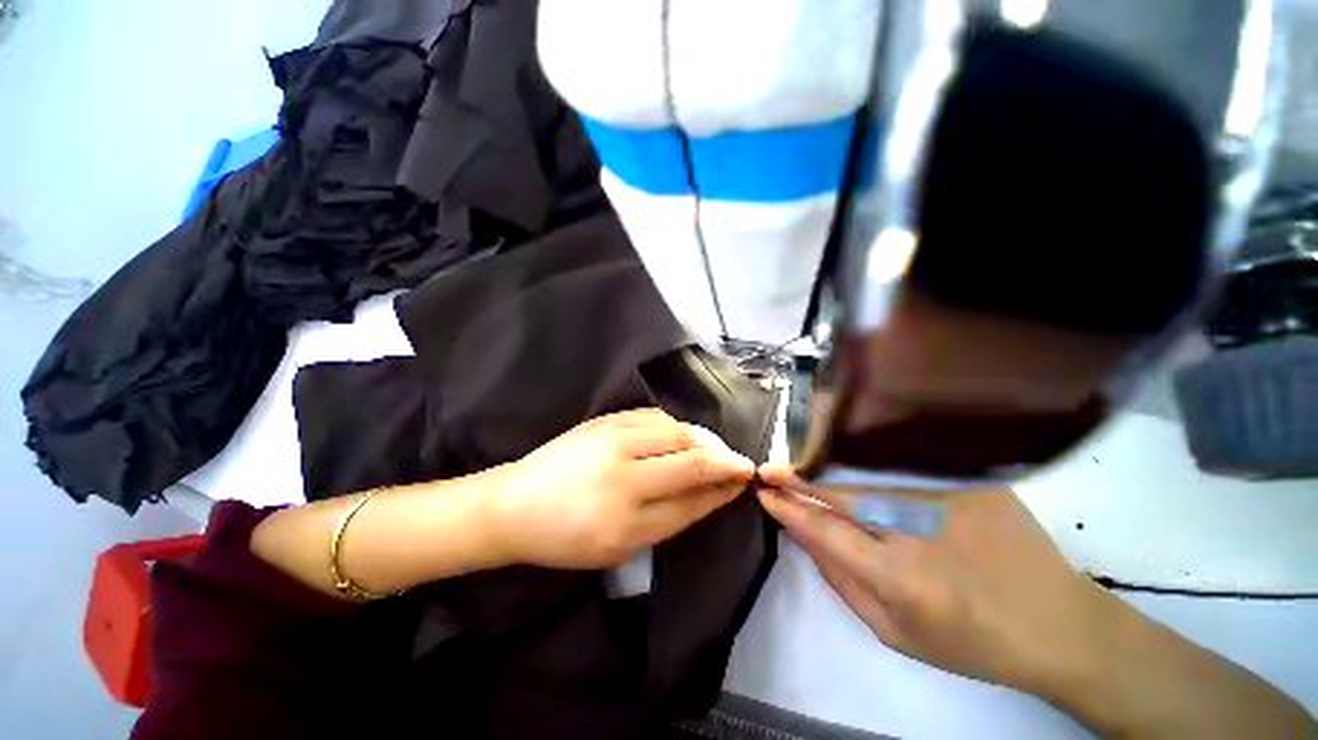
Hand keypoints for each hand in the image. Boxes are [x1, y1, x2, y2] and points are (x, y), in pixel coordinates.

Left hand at [489, 409, 756, 569]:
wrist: (515, 504)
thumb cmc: (564, 538)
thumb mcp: (618, 549)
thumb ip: (667, 519)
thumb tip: (707, 494)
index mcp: (626, 522)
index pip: (692, 499)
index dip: (723, 488)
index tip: (743, 480)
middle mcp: (624, 476)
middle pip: (691, 460)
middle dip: (725, 459)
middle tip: (740, 462)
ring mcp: (614, 440)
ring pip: (677, 432)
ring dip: (705, 439)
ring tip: (717, 448)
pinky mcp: (606, 420)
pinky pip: (655, 416)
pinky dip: (678, 425)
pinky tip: (685, 434)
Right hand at [756, 467, 1111, 697]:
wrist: (1059, 624)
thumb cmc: (971, 641)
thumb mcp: (895, 633)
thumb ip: (840, 580)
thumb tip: (803, 535)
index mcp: (900, 577)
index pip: (824, 530)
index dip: (789, 508)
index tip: (764, 492)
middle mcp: (919, 529)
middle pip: (841, 493)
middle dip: (799, 480)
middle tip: (771, 470)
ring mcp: (949, 498)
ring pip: (869, 475)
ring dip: (830, 468)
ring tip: (802, 462)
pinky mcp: (971, 480)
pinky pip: (905, 465)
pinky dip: (871, 462)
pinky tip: (852, 456)